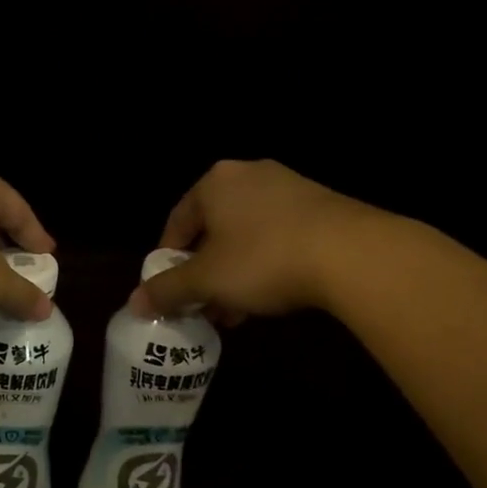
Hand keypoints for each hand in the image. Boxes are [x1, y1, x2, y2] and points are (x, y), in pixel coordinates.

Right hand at [131, 160, 379, 320]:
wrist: (352, 254)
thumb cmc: (262, 259)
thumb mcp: (205, 280)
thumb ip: (167, 290)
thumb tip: (134, 303)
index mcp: (215, 183)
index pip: (177, 221)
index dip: (167, 259)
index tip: (169, 289)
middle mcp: (250, 175)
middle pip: (213, 230)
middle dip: (204, 272)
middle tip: (201, 305)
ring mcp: (289, 188)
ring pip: (246, 236)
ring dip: (233, 274)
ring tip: (233, 312)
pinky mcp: (321, 207)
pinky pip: (278, 237)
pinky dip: (265, 266)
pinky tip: (267, 299)